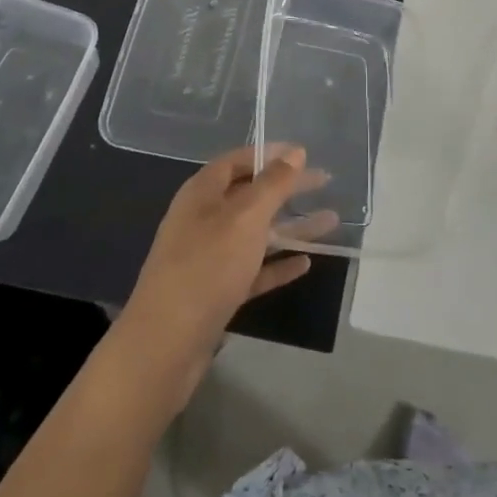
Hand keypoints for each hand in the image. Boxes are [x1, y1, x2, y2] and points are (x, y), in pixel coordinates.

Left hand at [117, 146, 331, 406]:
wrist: (166, 344)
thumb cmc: (207, 266)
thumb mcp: (246, 217)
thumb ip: (273, 184)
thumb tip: (295, 152)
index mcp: (202, 193)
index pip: (237, 161)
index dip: (269, 154)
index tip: (303, 154)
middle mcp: (203, 219)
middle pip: (250, 195)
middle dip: (287, 189)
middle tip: (324, 182)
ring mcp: (208, 258)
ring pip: (256, 234)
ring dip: (290, 227)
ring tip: (330, 221)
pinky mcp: (216, 292)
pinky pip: (253, 269)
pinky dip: (277, 264)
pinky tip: (305, 264)